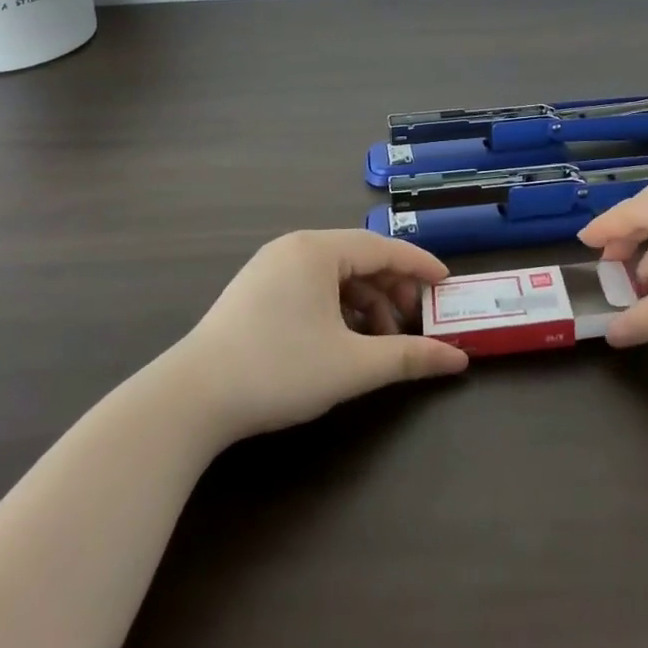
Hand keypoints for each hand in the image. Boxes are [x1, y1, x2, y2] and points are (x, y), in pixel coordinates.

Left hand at [172, 230, 468, 440]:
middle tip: (414, 321)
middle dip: (392, 290)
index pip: (383, 247)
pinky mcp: (254, 293)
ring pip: (334, 277)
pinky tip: (345, 341)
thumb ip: (408, 357)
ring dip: (365, 304)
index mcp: (317, 250)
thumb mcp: (352, 365)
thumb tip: (458, 360)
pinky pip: (311, 289)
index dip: (419, 265)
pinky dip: (337, 310)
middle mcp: (294, 248)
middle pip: (359, 259)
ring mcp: (269, 269)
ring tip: (381, 341)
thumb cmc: (279, 370)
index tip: (446, 284)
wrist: (190, 401)